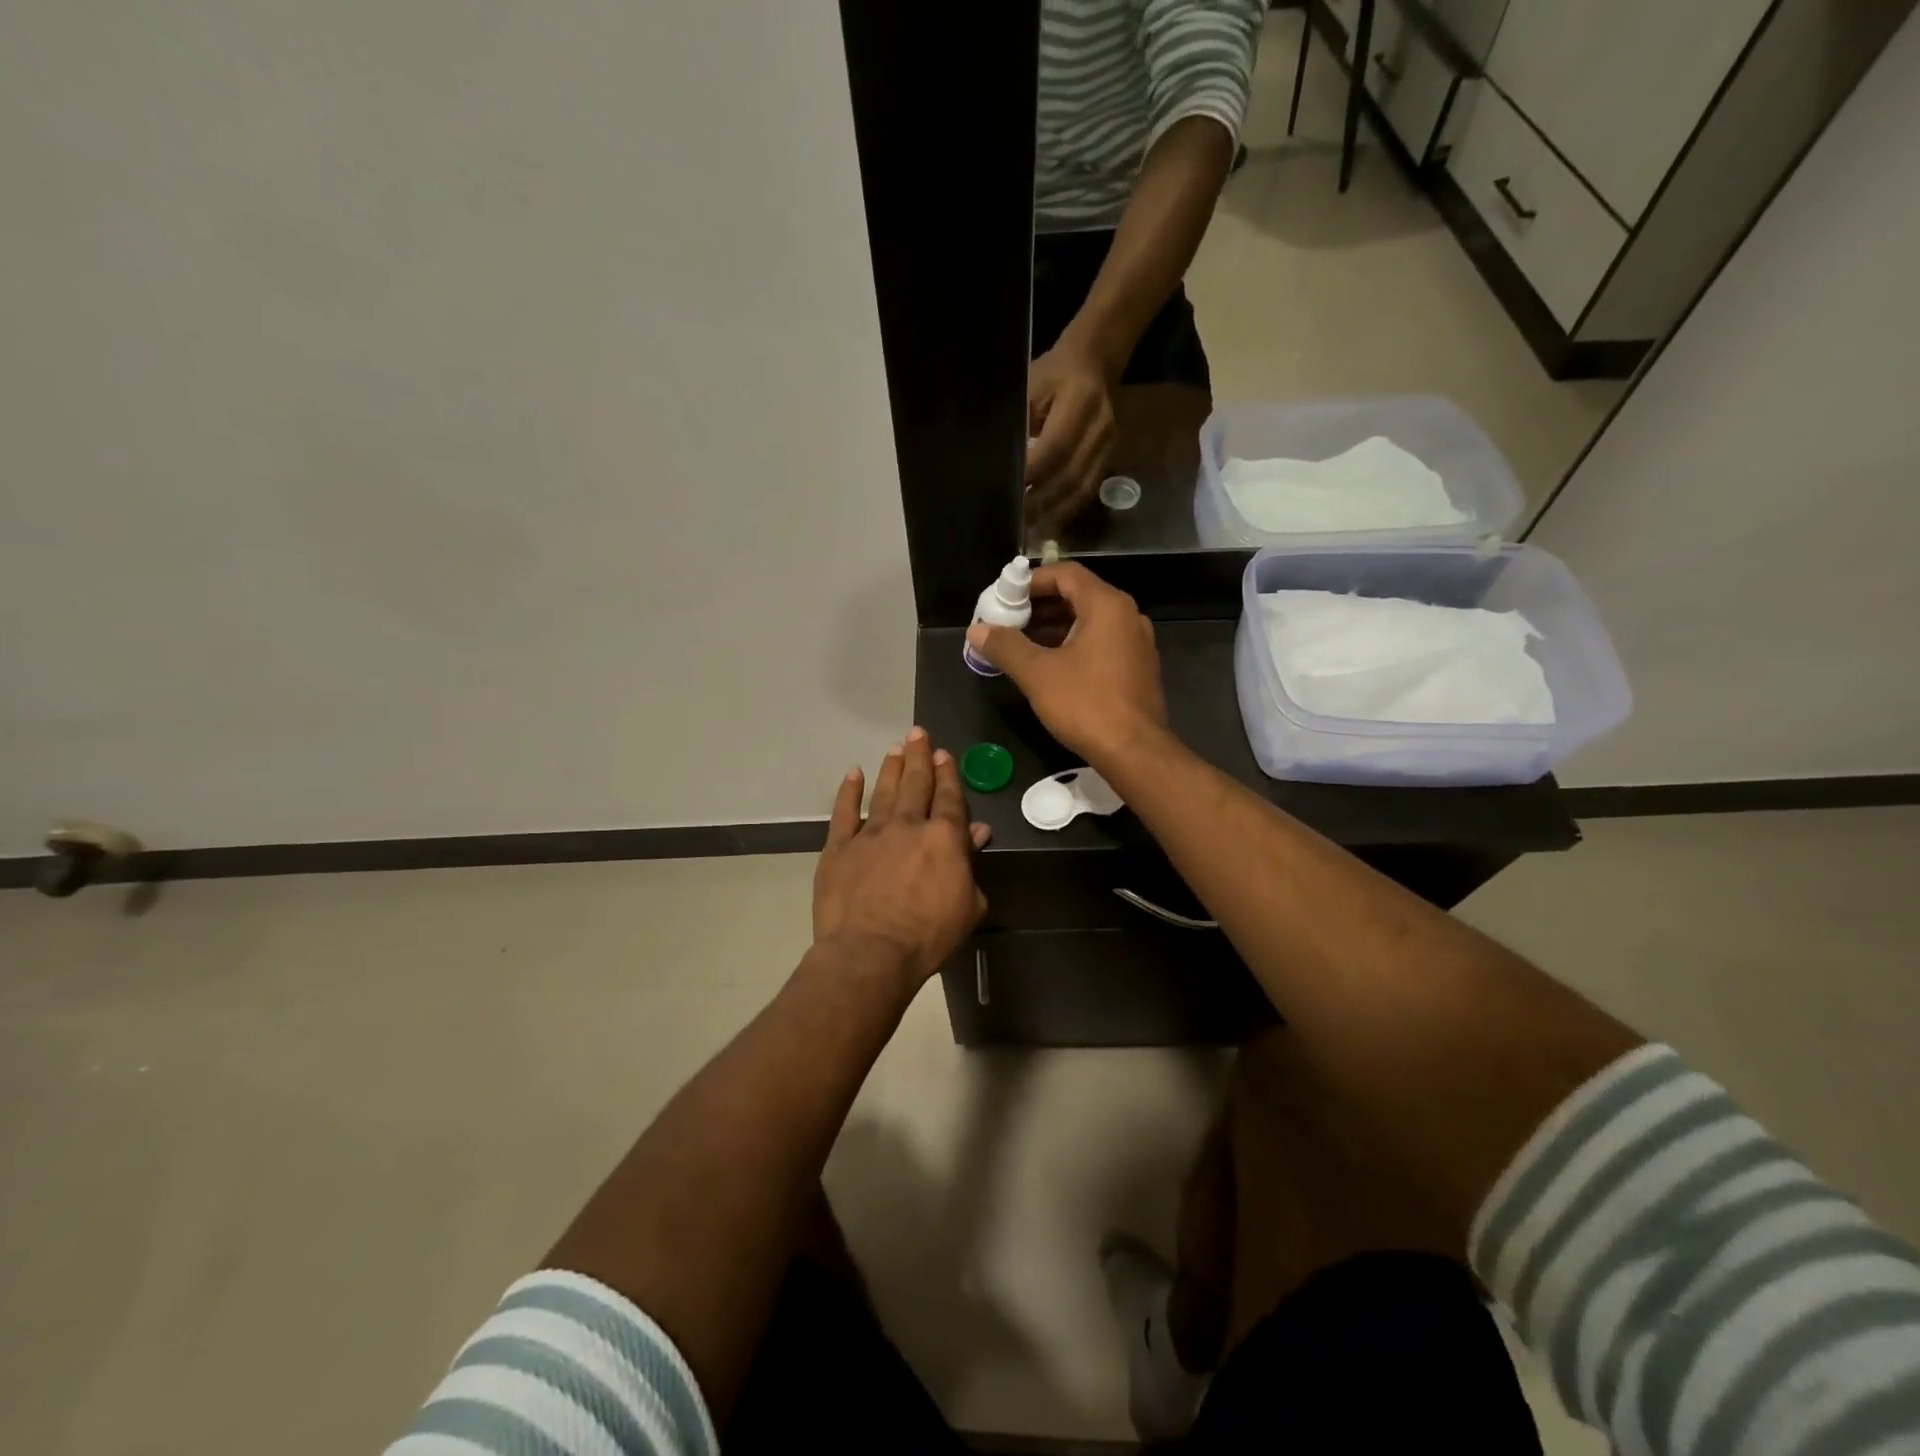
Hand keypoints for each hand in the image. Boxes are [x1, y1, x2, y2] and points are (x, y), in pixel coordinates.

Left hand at [812, 728, 990, 985]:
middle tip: (918, 733)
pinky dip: (849, 791)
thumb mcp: (968, 905)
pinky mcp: (839, 847)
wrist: (870, 952)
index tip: (943, 753)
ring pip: (884, 791)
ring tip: (896, 747)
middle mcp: (907, 825)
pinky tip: (853, 774)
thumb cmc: (928, 936)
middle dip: (919, 757)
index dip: (947, 773)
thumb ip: (971, 865)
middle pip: (916, 783)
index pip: (949, 797)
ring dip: (891, 767)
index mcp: (943, 838)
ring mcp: (870, 833)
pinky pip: (844, 812)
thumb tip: (978, 832)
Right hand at [963, 562, 1168, 766]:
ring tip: (1022, 644)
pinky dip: (1074, 645)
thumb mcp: (1037, 673)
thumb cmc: (1086, 704)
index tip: (1005, 597)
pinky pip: (1101, 643)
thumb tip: (977, 630)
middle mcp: (1128, 616)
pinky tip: (1051, 666)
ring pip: (1090, 622)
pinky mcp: (1137, 668)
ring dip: (1055, 627)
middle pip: (1078, 595)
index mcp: (1107, 606)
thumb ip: (1005, 646)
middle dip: (1040, 606)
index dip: (1031, 581)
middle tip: (1008, 621)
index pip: (1066, 574)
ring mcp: (1136, 643)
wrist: (1134, 751)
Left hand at [1026, 341, 1116, 530]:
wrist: (1094, 363)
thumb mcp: (1029, 386)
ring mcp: (1109, 445)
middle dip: (1041, 501)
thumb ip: (1020, 422)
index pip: (1056, 447)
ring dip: (1053, 512)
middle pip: (1070, 475)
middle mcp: (1100, 426)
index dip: (1033, 473)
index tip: (1009, 491)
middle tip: (1014, 519)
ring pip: (1081, 489)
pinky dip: (1066, 510)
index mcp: (1081, 400)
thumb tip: (1003, 464)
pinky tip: (1046, 522)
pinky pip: (1088, 491)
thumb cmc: (1052, 375)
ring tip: (1028, 529)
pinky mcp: (1109, 459)